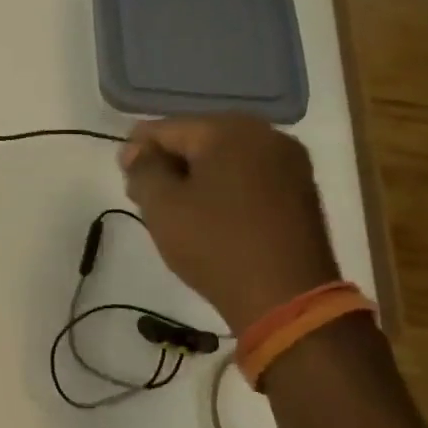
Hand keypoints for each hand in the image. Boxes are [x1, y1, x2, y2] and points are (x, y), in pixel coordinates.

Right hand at [119, 114, 340, 333]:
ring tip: (177, 211)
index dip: (136, 151)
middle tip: (147, 199)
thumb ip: (143, 169)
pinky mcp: (302, 190)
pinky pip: (248, 176)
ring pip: (224, 158)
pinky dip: (224, 189)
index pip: (165, 128)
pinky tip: (210, 217)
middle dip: (168, 164)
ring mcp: (290, 162)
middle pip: (197, 139)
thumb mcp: (162, 206)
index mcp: (229, 130)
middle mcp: (266, 134)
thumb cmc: (216, 245)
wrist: (287, 298)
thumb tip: (137, 150)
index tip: (126, 181)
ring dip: (196, 177)